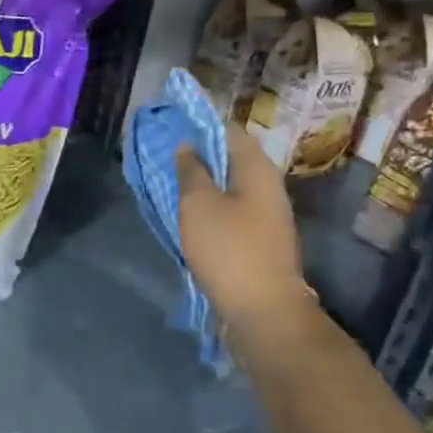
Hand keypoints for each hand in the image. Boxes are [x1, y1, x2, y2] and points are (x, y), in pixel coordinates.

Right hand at [176, 123, 311, 327]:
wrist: (263, 310)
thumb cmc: (229, 249)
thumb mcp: (198, 204)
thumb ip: (191, 170)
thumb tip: (188, 146)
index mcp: (257, 169)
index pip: (229, 130)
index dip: (200, 123)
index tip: (171, 123)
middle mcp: (267, 186)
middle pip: (231, 158)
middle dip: (199, 153)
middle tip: (164, 154)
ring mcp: (267, 215)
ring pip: (230, 186)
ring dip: (203, 182)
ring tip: (170, 182)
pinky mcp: (259, 240)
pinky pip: (231, 210)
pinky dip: (210, 205)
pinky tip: (188, 213)